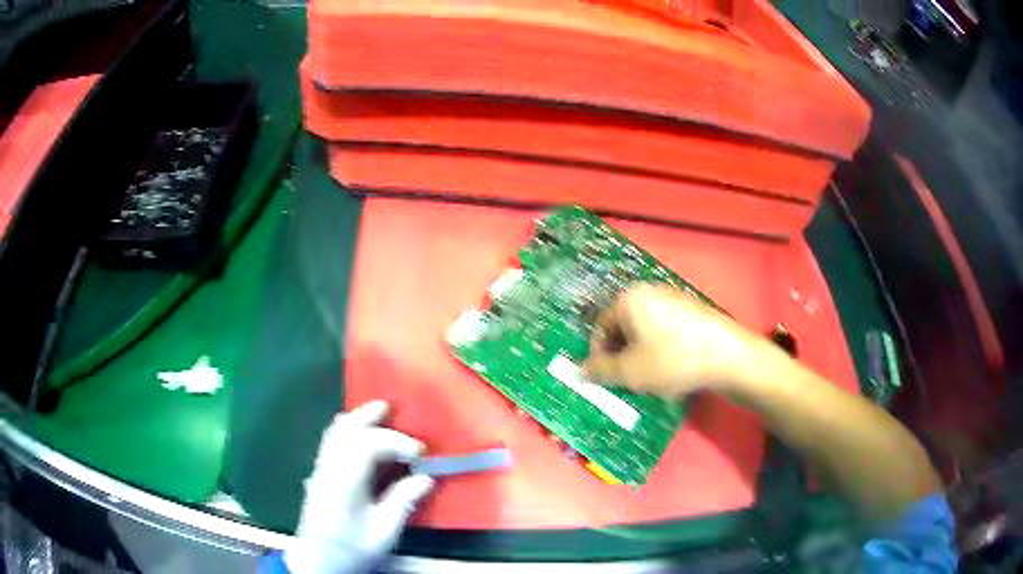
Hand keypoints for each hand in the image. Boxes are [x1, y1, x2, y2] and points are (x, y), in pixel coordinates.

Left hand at [284, 401, 433, 573]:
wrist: (319, 560)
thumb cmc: (352, 548)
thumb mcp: (383, 531)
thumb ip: (402, 502)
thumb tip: (426, 479)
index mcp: (344, 481)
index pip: (367, 445)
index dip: (395, 442)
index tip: (420, 453)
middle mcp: (328, 468)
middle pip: (344, 429)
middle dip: (368, 416)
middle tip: (390, 408)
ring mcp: (320, 469)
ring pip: (334, 432)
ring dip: (356, 419)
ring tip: (376, 413)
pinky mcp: (318, 474)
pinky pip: (330, 440)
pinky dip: (346, 429)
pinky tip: (357, 433)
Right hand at [582, 283, 768, 397]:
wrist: (729, 357)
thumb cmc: (673, 361)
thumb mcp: (630, 372)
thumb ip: (599, 371)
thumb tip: (579, 371)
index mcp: (630, 299)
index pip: (600, 326)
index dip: (598, 355)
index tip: (606, 378)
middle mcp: (650, 292)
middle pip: (624, 327)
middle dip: (621, 355)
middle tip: (628, 380)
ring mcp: (675, 299)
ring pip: (645, 330)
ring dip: (641, 354)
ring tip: (651, 378)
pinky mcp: (693, 311)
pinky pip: (666, 331)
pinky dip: (662, 350)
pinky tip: (674, 369)